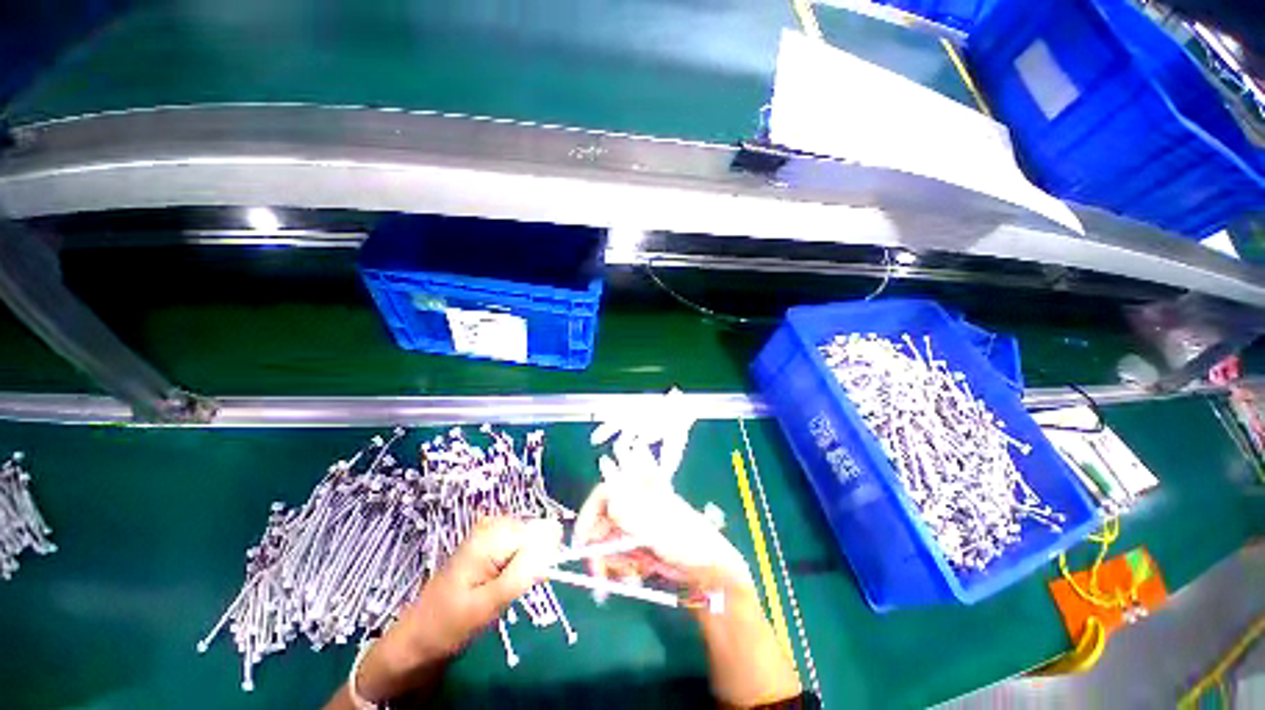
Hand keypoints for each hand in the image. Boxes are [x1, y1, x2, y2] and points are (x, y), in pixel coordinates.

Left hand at [348, 516, 561, 704]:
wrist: (416, 638)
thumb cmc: (448, 625)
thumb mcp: (488, 604)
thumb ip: (523, 572)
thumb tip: (555, 539)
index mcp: (491, 534)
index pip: (542, 532)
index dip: (544, 559)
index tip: (532, 584)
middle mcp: (493, 523)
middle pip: (537, 533)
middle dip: (533, 561)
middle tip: (510, 590)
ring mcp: (490, 530)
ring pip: (531, 540)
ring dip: (526, 564)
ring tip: (502, 588)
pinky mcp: (489, 541)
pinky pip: (520, 545)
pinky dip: (518, 564)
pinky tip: (500, 581)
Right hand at [572, 479, 752, 594]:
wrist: (709, 572)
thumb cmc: (688, 541)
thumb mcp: (659, 527)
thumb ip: (632, 513)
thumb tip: (609, 498)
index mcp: (640, 490)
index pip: (604, 492)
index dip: (589, 514)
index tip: (581, 542)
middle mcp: (634, 504)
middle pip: (601, 521)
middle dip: (598, 549)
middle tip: (597, 575)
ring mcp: (635, 526)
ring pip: (607, 542)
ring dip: (611, 563)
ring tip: (628, 578)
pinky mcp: (638, 545)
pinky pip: (618, 556)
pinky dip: (621, 569)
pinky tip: (635, 577)